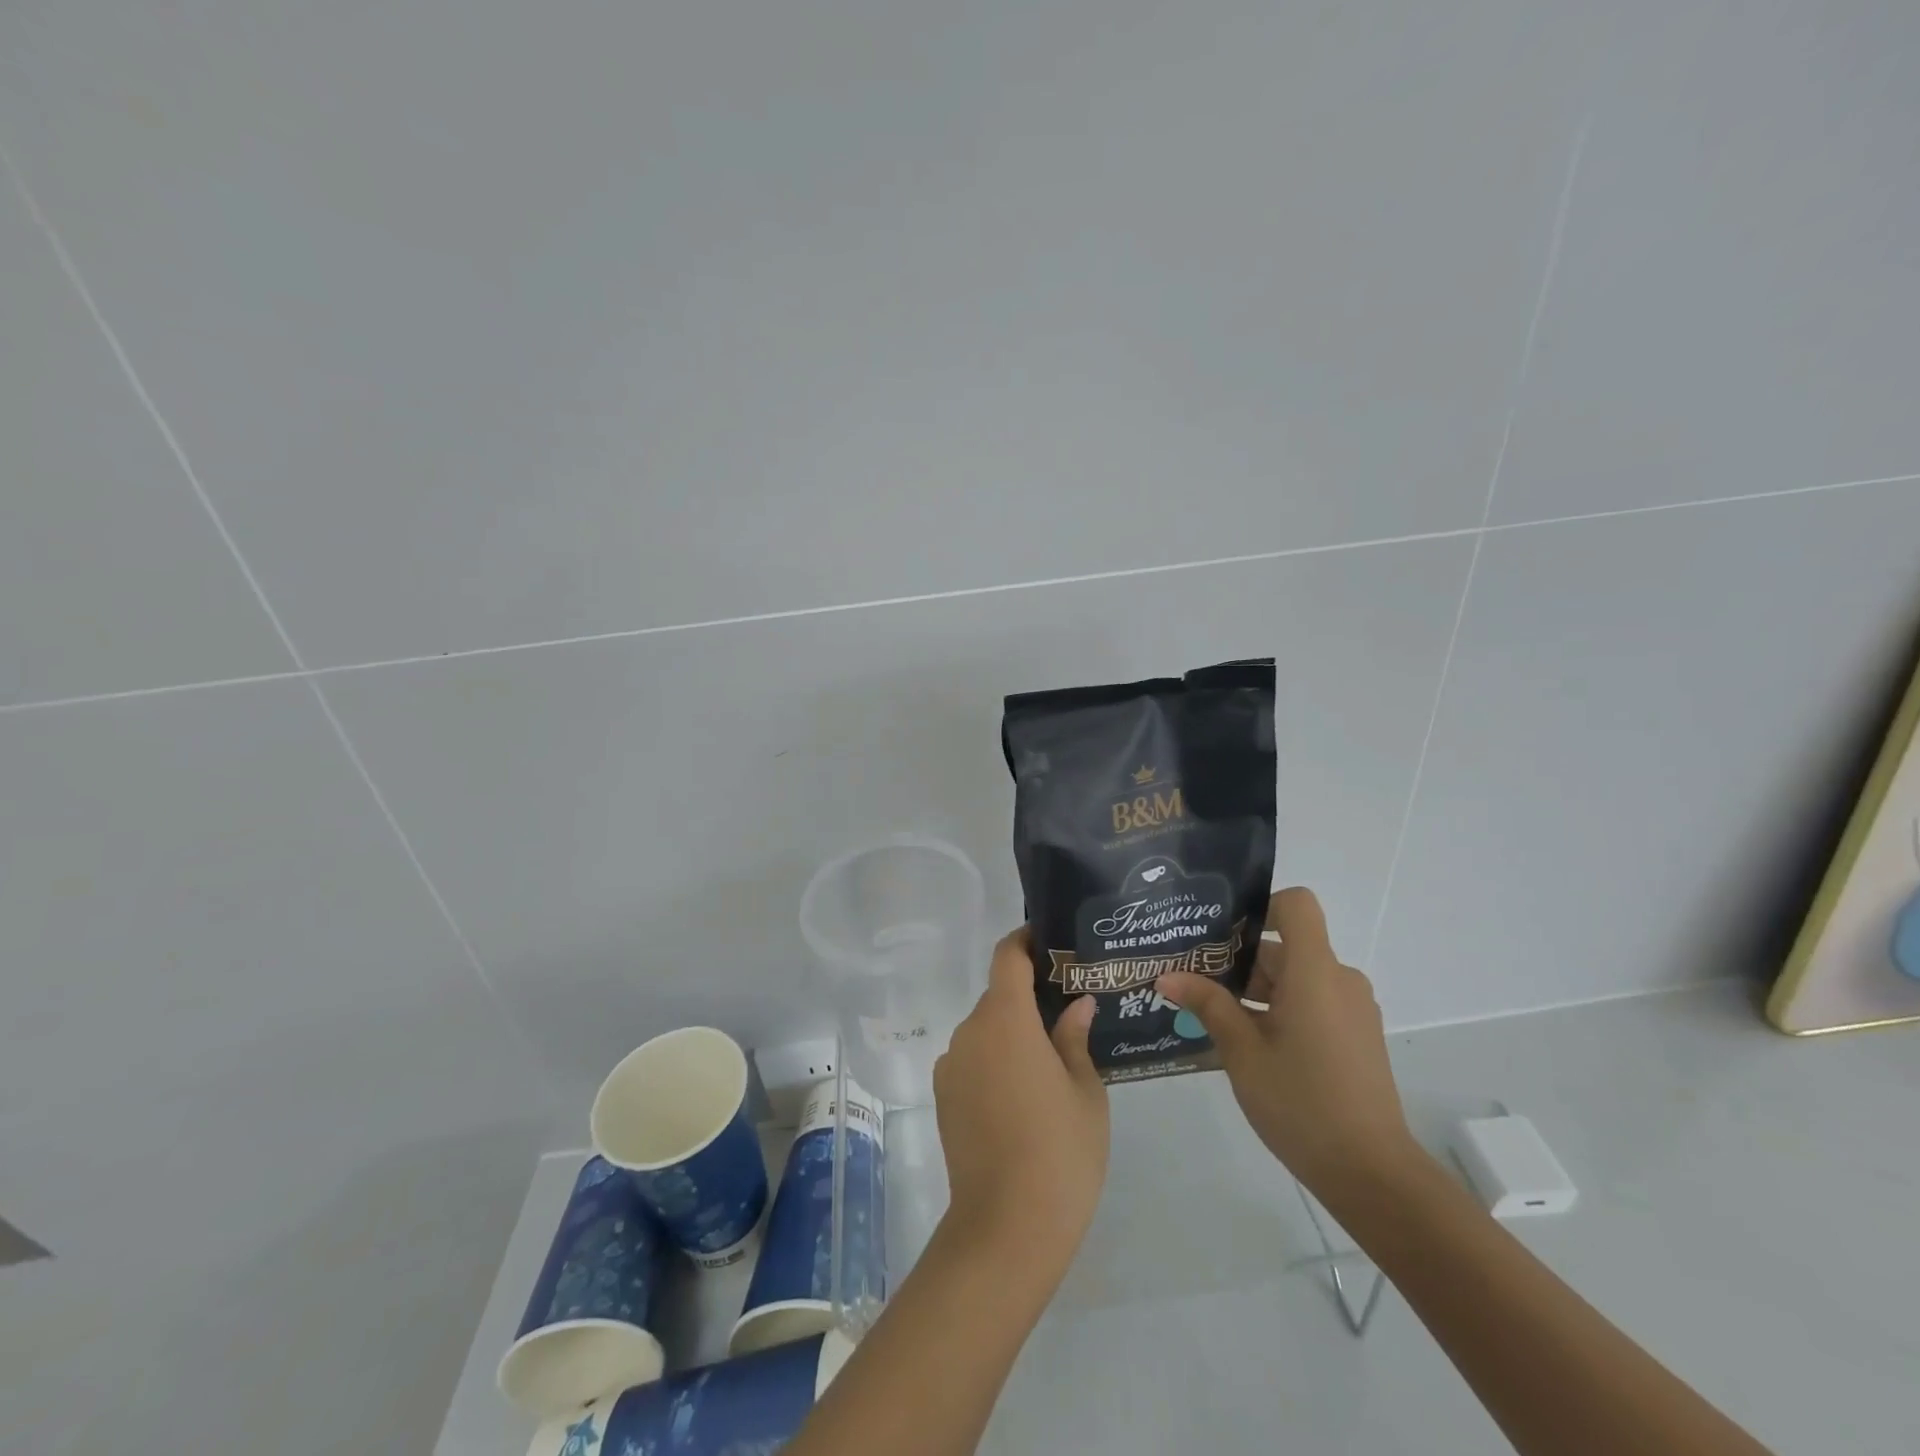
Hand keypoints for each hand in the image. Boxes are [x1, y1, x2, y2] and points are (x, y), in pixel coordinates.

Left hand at [933, 927, 1108, 1274]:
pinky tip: (1021, 1095)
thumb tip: (1077, 1005)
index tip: (1049, 941)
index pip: (1006, 957)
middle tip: (1066, 1010)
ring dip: (1012, 1033)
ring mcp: (950, 1064)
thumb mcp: (1085, 1091)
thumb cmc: (1060, 1151)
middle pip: (997, 996)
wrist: (1006, 1227)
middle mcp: (969, 1031)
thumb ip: (1075, 1038)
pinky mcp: (942, 1096)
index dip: (1024, 940)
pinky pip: (972, 1059)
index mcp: (1005, 1019)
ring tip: (1049, 1059)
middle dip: (1028, 996)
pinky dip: (994, 1060)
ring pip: (985, 1030)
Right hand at [1158, 887, 1419, 1203]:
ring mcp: (1353, 1009)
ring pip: (1297, 977)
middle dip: (1239, 960)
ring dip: (1256, 989)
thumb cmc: (1302, 1103)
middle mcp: (1339, 980)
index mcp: (1314, 972)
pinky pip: (1313, 1001)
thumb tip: (1167, 976)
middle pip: (1286, 946)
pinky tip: (1248, 1043)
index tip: (1222, 935)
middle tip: (1192, 980)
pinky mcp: (1356, 1035)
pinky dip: (1280, 1008)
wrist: (1372, 1175)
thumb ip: (1208, 1004)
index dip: (1260, 907)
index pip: (1296, 906)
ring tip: (1211, 1015)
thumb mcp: (1242, 1052)